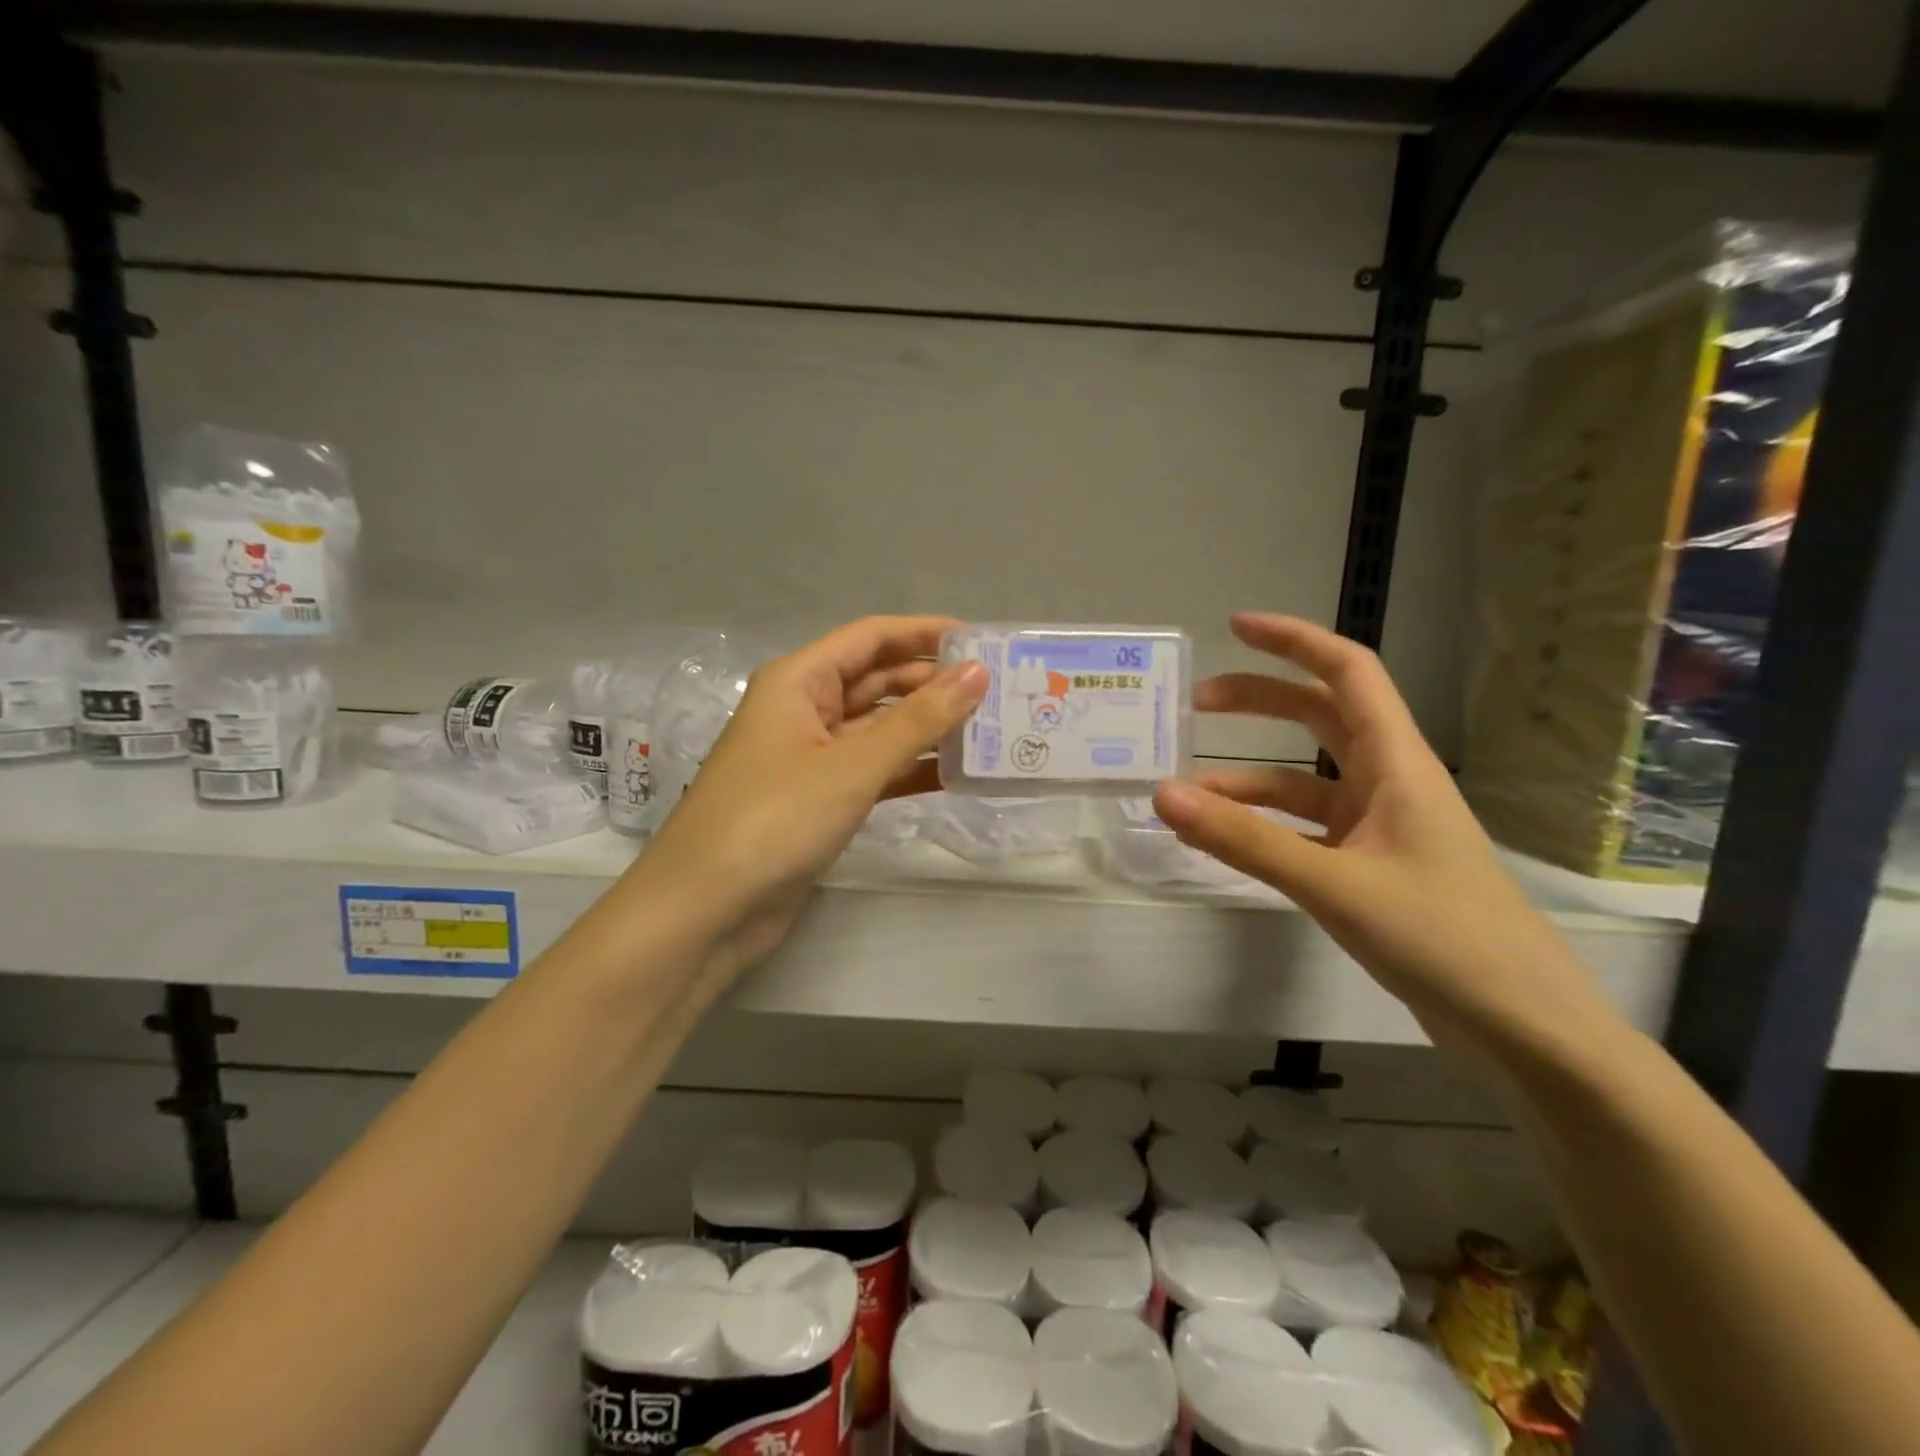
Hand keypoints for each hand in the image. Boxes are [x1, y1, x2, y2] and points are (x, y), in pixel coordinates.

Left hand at [633, 616, 987, 976]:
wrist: (707, 910)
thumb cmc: (774, 819)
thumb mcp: (852, 765)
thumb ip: (918, 720)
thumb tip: (977, 672)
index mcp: (799, 681)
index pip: (871, 638)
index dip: (925, 633)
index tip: (982, 641)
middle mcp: (804, 710)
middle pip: (877, 681)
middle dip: (932, 682)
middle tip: (998, 691)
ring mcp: (812, 758)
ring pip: (879, 729)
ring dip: (927, 728)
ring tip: (989, 729)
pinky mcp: (820, 800)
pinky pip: (874, 771)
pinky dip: (910, 770)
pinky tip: (956, 775)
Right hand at [1152, 613, 1609, 1058]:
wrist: (1522, 1027)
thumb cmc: (1444, 938)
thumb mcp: (1333, 884)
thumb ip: (1244, 840)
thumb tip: (1162, 795)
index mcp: (1397, 762)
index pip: (1347, 672)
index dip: (1292, 641)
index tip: (1234, 628)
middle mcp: (1388, 782)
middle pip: (1318, 718)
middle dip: (1258, 703)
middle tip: (1195, 707)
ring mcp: (1379, 827)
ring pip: (1303, 782)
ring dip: (1247, 780)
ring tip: (1186, 794)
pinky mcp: (1370, 868)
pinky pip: (1303, 829)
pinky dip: (1261, 827)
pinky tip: (1223, 841)